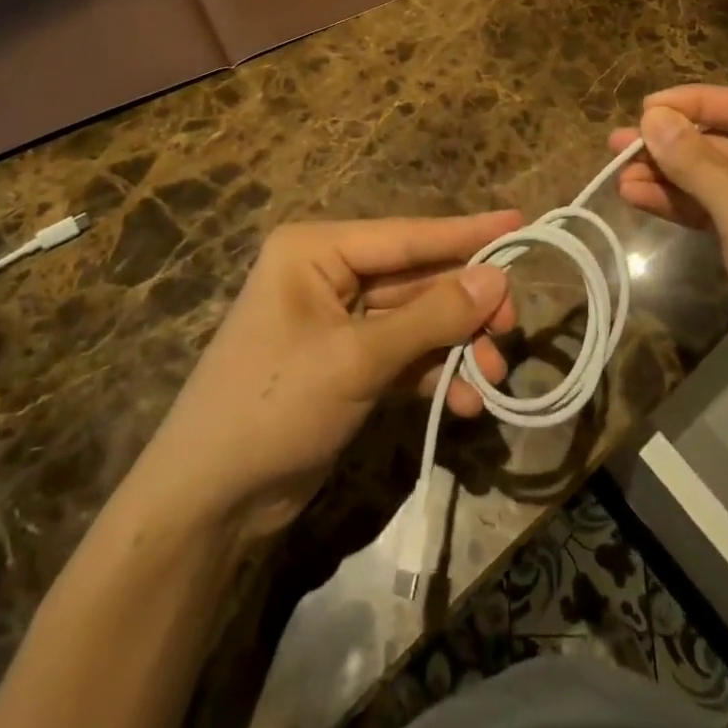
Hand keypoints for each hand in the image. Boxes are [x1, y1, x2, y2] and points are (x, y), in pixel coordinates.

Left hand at [131, 212, 520, 542]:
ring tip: (497, 375)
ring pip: (415, 321)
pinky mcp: (347, 365)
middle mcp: (329, 275)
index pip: (405, 236)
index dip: (465, 233)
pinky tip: (467, 401)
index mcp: (317, 250)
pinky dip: (435, 374)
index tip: (519, 222)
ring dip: (456, 346)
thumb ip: (431, 318)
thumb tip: (498, 279)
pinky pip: (404, 356)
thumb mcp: (357, 358)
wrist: (208, 505)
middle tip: (513, 324)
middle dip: (464, 306)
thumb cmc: (273, 405)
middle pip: (415, 279)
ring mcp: (338, 322)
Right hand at [609, 86, 727, 417]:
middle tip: (618, 142)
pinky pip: (712, 204)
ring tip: (616, 172)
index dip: (695, 104)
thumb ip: (701, 167)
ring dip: (667, 173)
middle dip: (673, 144)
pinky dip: (677, 201)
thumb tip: (652, 117)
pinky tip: (636, 196)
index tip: (643, 107)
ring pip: (714, 174)